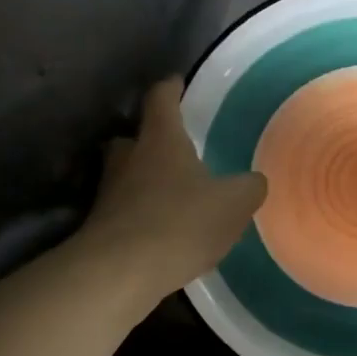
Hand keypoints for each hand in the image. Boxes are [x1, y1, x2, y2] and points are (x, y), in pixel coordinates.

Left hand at [78, 78, 266, 302]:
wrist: (120, 273)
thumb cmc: (180, 222)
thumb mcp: (234, 203)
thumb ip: (249, 187)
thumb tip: (255, 181)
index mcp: (160, 139)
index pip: (161, 98)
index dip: (170, 88)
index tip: (178, 82)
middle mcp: (129, 158)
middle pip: (134, 137)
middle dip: (152, 139)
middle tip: (175, 147)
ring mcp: (109, 193)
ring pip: (127, 174)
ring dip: (145, 178)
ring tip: (173, 192)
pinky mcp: (102, 226)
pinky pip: (125, 209)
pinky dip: (142, 212)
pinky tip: (163, 230)